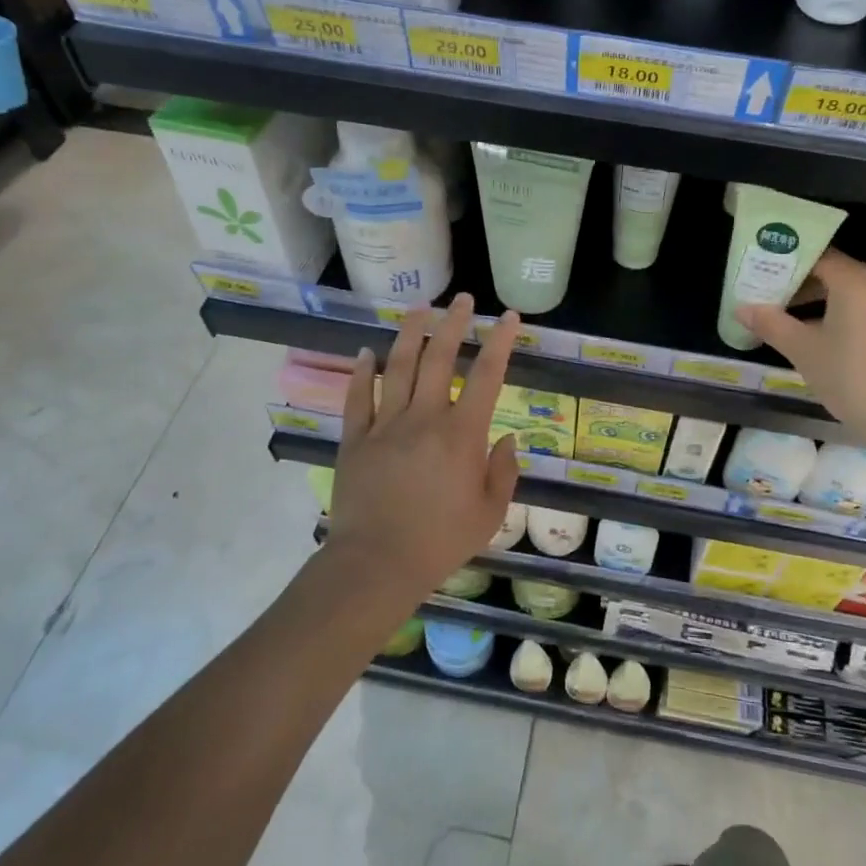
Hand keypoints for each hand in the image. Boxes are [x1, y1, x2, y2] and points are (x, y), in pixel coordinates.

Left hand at [330, 293, 521, 600]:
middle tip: (462, 300)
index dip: (501, 342)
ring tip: (419, 308)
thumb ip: (504, 472)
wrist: (376, 565)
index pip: (487, 375)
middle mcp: (424, 417)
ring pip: (397, 366)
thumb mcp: (490, 513)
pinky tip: (365, 353)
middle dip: (453, 323)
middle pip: (439, 357)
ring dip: (410, 333)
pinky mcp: (355, 440)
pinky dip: (361, 372)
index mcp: (462, 433)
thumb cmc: (440, 541)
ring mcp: (385, 425)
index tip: (509, 317)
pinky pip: (357, 398)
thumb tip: (507, 438)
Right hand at [737, 248, 865, 445]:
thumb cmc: (851, 376)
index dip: (785, 262)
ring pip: (847, 290)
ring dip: (815, 299)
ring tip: (782, 314)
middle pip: (832, 271)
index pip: (816, 256)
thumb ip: (771, 324)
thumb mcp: (803, 350)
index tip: (759, 270)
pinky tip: (813, 333)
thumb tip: (741, 308)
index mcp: (855, 281)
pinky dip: (835, 311)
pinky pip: (861, 307)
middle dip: (797, 281)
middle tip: (764, 293)